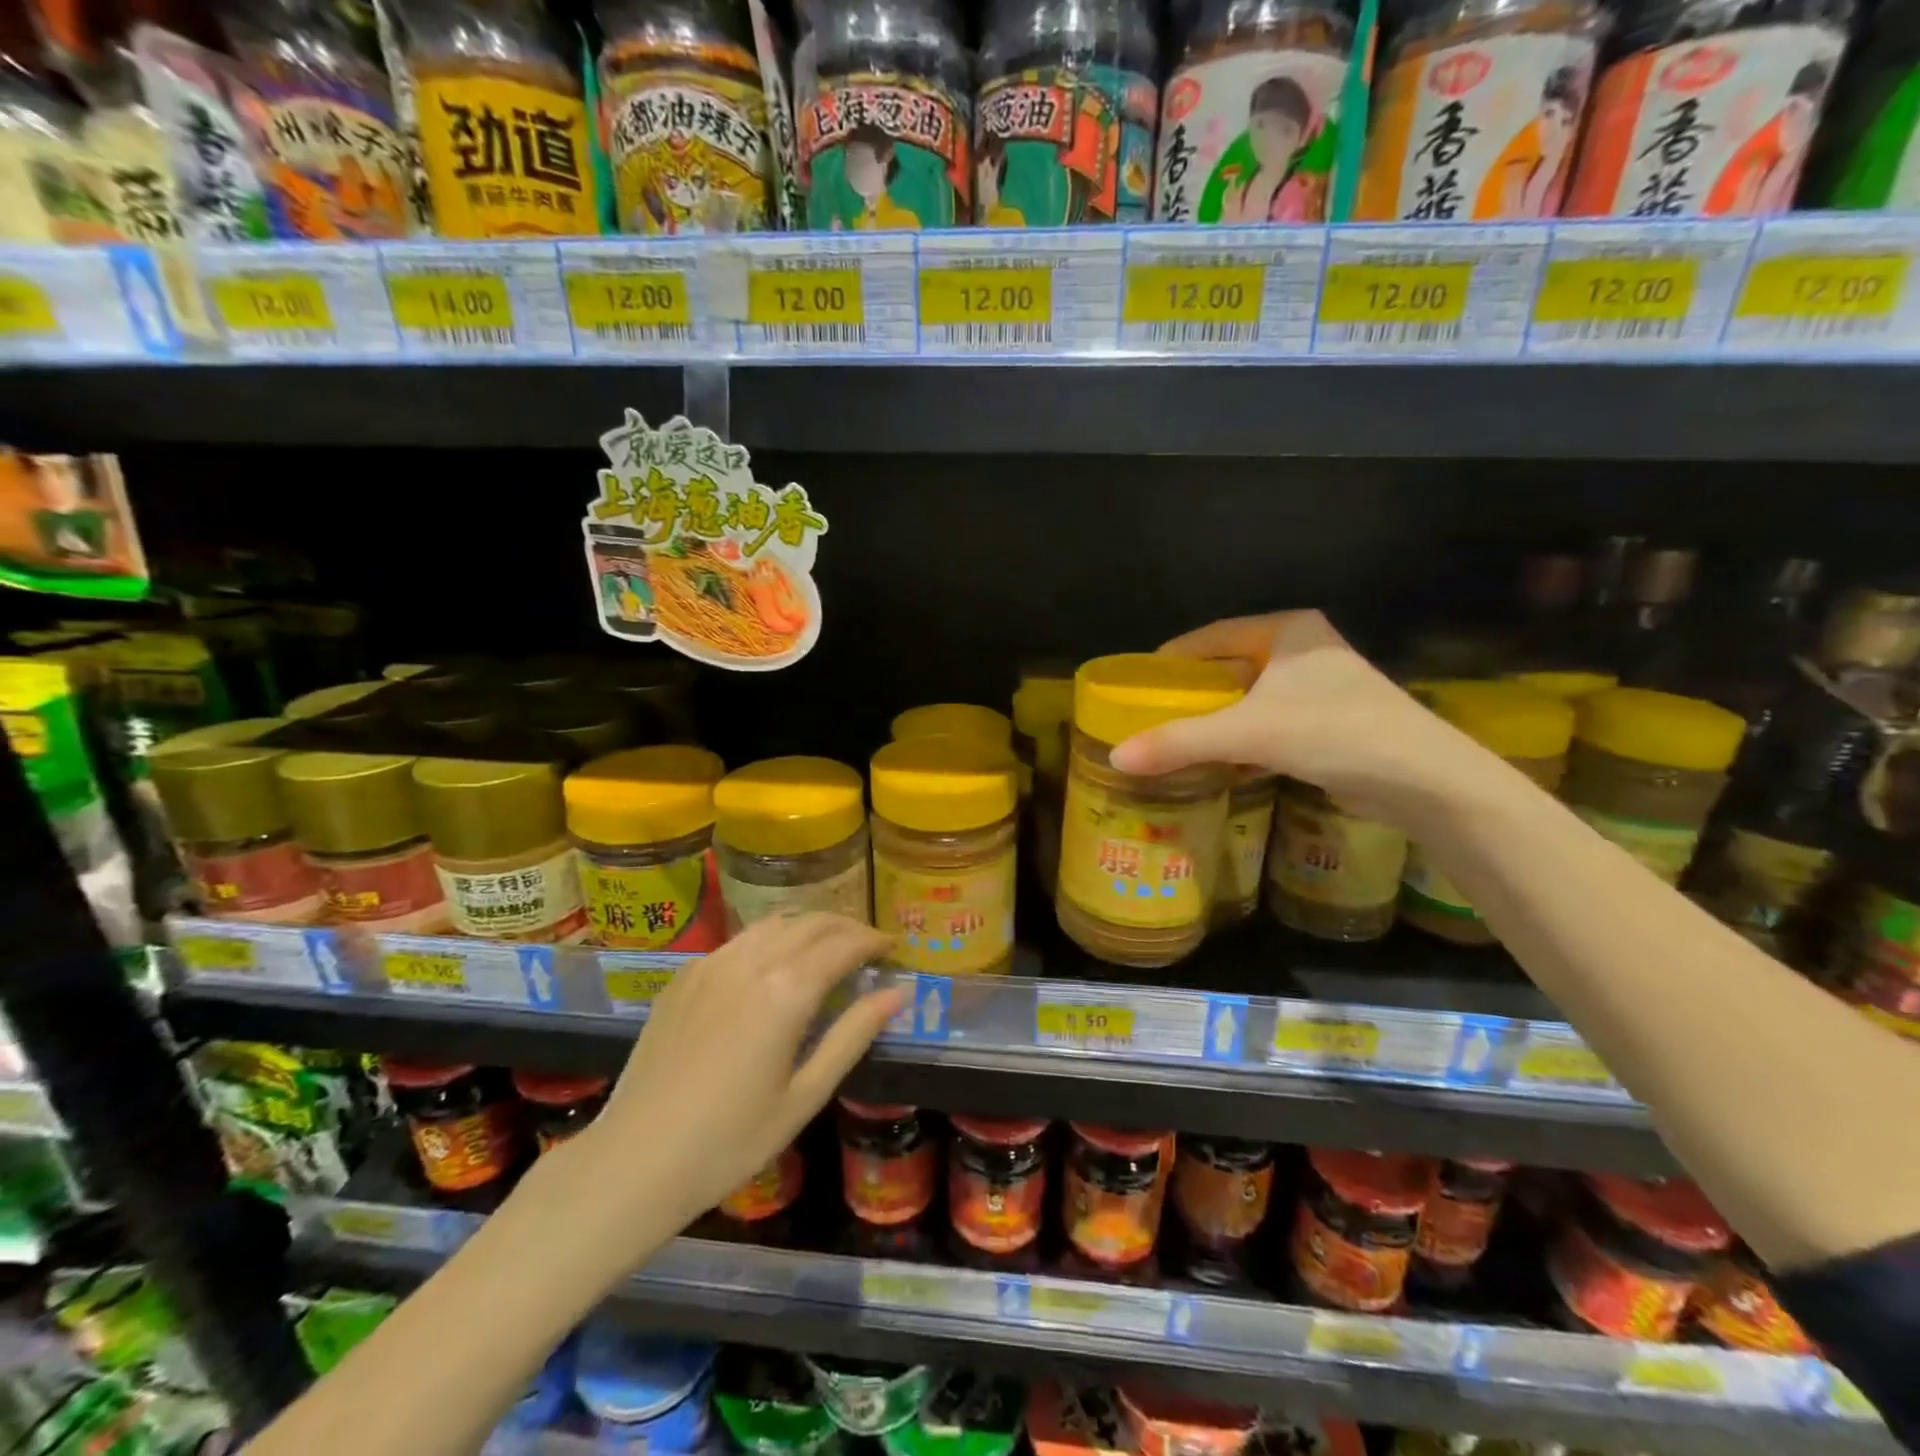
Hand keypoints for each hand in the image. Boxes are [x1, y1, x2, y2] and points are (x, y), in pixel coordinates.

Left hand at [576, 914, 901, 1237]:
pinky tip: (771, 968)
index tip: (892, 947)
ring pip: (773, 923)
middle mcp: (751, 961)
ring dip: (808, 927)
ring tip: (826, 949)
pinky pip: (738, 941)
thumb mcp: (805, 1096)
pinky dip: (769, 940)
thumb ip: (853, 1035)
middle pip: (811, 922)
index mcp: (786, 990)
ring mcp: (711, 963)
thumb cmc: (731, 1141)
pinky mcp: (684, 976)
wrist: (634, 1161)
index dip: (873, 941)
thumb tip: (897, 993)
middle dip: (846, 927)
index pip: (843, 944)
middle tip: (867, 946)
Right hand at [1107, 610, 1490, 821]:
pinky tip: (1216, 762)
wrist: (1423, 780)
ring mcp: (1319, 688)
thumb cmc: (1333, 732)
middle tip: (1149, 716)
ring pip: (1248, 700)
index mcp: (1286, 630)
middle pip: (1228, 668)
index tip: (1137, 684)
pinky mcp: (1329, 723)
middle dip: (1191, 694)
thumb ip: (1179, 742)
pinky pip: (1268, 725)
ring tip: (1173, 740)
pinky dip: (1241, 741)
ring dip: (1215, 721)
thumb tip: (1115, 759)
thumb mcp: (1246, 733)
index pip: (1211, 636)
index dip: (1171, 658)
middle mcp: (1303, 651)